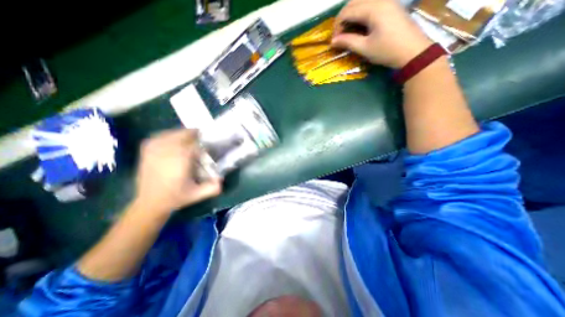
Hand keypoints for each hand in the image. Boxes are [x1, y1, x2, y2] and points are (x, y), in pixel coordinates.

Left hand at [134, 129, 221, 214]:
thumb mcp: (197, 194)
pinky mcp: (146, 151)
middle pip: (183, 134)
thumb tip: (221, 178)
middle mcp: (168, 151)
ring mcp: (155, 149)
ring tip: (190, 137)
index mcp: (181, 160)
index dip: (204, 141)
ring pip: (172, 134)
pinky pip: (159, 136)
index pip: (195, 143)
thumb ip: (212, 188)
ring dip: (183, 134)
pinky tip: (174, 139)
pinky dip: (169, 135)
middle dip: (194, 134)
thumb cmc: (176, 197)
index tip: (209, 144)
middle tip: (202, 138)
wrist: (149, 203)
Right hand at [332, 0, 432, 67]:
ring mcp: (387, 0)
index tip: (334, 40)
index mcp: (373, 8)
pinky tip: (359, 25)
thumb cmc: (387, 51)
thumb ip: (348, 42)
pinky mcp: (390, 5)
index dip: (337, 26)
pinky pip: (370, 3)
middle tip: (339, 35)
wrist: (413, 51)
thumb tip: (333, 41)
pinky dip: (361, 13)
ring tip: (348, 31)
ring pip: (362, 1)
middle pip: (353, 2)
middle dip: (342, 18)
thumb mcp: (365, 48)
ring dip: (351, 14)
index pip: (347, 11)